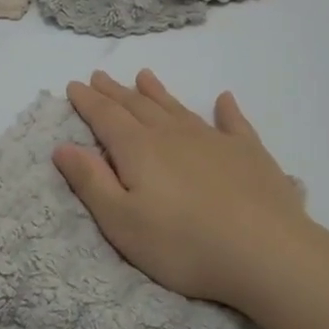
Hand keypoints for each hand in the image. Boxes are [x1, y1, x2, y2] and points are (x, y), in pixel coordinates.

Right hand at [53, 70, 314, 313]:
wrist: (265, 252)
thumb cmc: (182, 244)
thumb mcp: (121, 222)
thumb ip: (91, 182)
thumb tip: (63, 147)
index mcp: (139, 150)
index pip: (105, 117)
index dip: (87, 101)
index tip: (74, 85)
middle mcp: (173, 135)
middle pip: (138, 106)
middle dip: (116, 92)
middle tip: (101, 76)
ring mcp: (214, 140)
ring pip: (178, 108)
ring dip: (158, 93)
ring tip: (145, 76)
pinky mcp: (249, 153)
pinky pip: (233, 122)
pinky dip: (226, 109)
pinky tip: (224, 100)